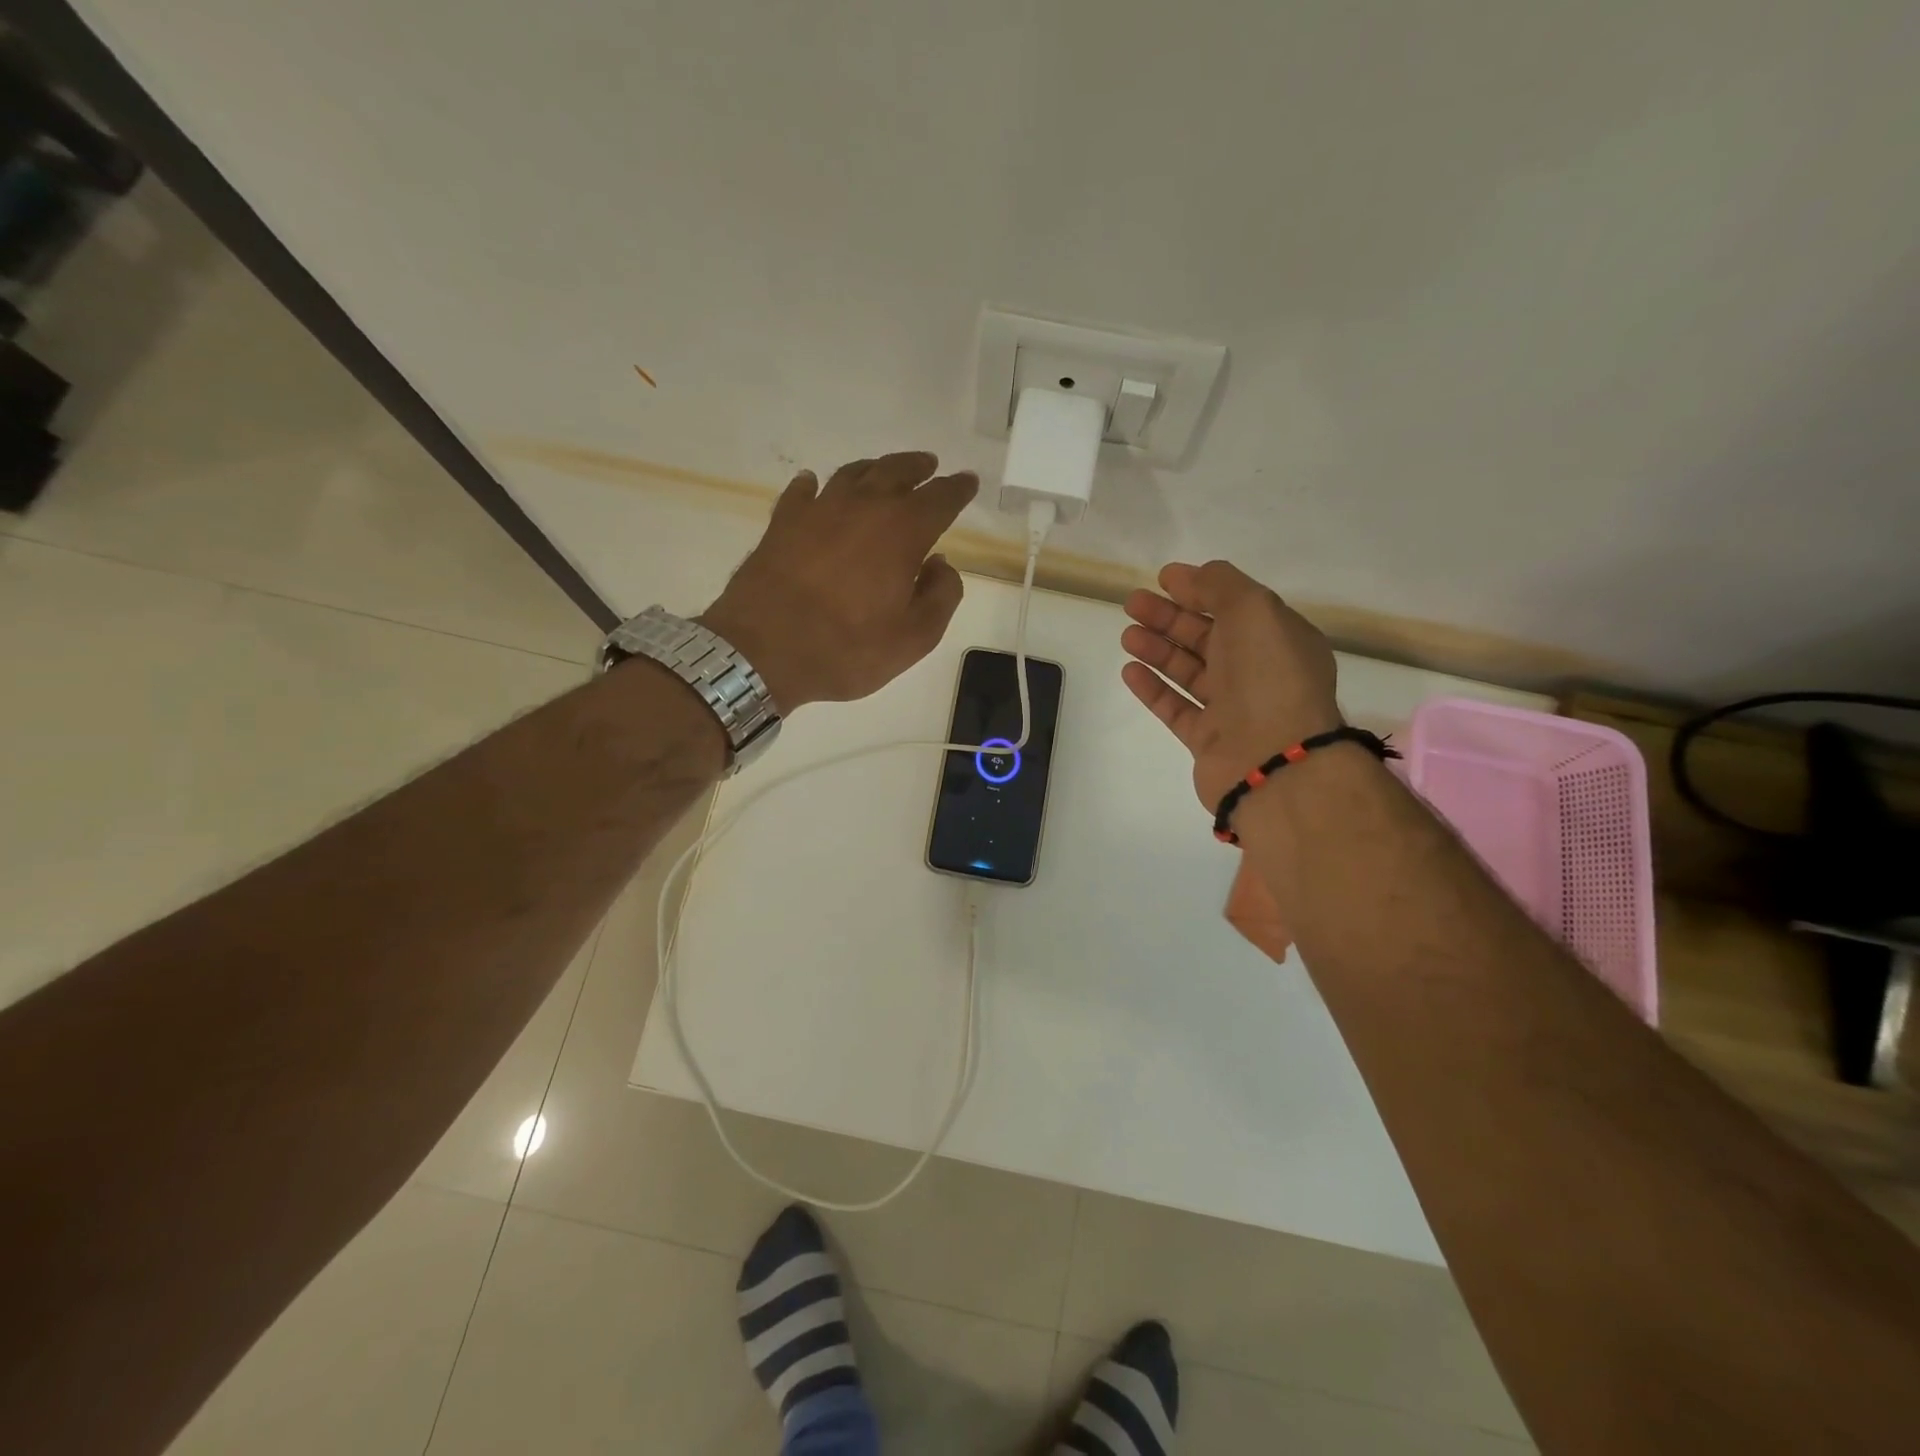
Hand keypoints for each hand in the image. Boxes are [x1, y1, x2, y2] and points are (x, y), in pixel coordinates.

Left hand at [699, 452, 976, 709]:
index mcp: (902, 532)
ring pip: (852, 475)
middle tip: (929, 466)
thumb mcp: (913, 638)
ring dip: (874, 470)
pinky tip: (814, 485)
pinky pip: (802, 492)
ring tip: (884, 472)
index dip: (957, 489)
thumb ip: (940, 597)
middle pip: (896, 472)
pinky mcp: (782, 523)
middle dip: (918, 468)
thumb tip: (941, 564)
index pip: (940, 499)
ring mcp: (818, 510)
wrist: (762, 651)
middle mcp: (863, 508)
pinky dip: (814, 486)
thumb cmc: (846, 649)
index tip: (968, 482)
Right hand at [1121, 560, 1341, 806]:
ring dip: (1158, 650)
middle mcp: (1258, 672)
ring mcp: (1233, 709)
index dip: (1199, 589)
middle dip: (1170, 617)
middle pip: (1208, 637)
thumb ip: (1221, 585)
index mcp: (1279, 638)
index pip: (1235, 606)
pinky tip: (1129, 671)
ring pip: (1189, 671)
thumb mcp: (1253, 610)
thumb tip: (1193, 577)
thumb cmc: (1268, 676)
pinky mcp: (1208, 740)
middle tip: (1132, 604)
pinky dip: (1153, 688)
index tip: (1163, 578)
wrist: (1272, 760)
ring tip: (1126, 635)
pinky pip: (1176, 708)